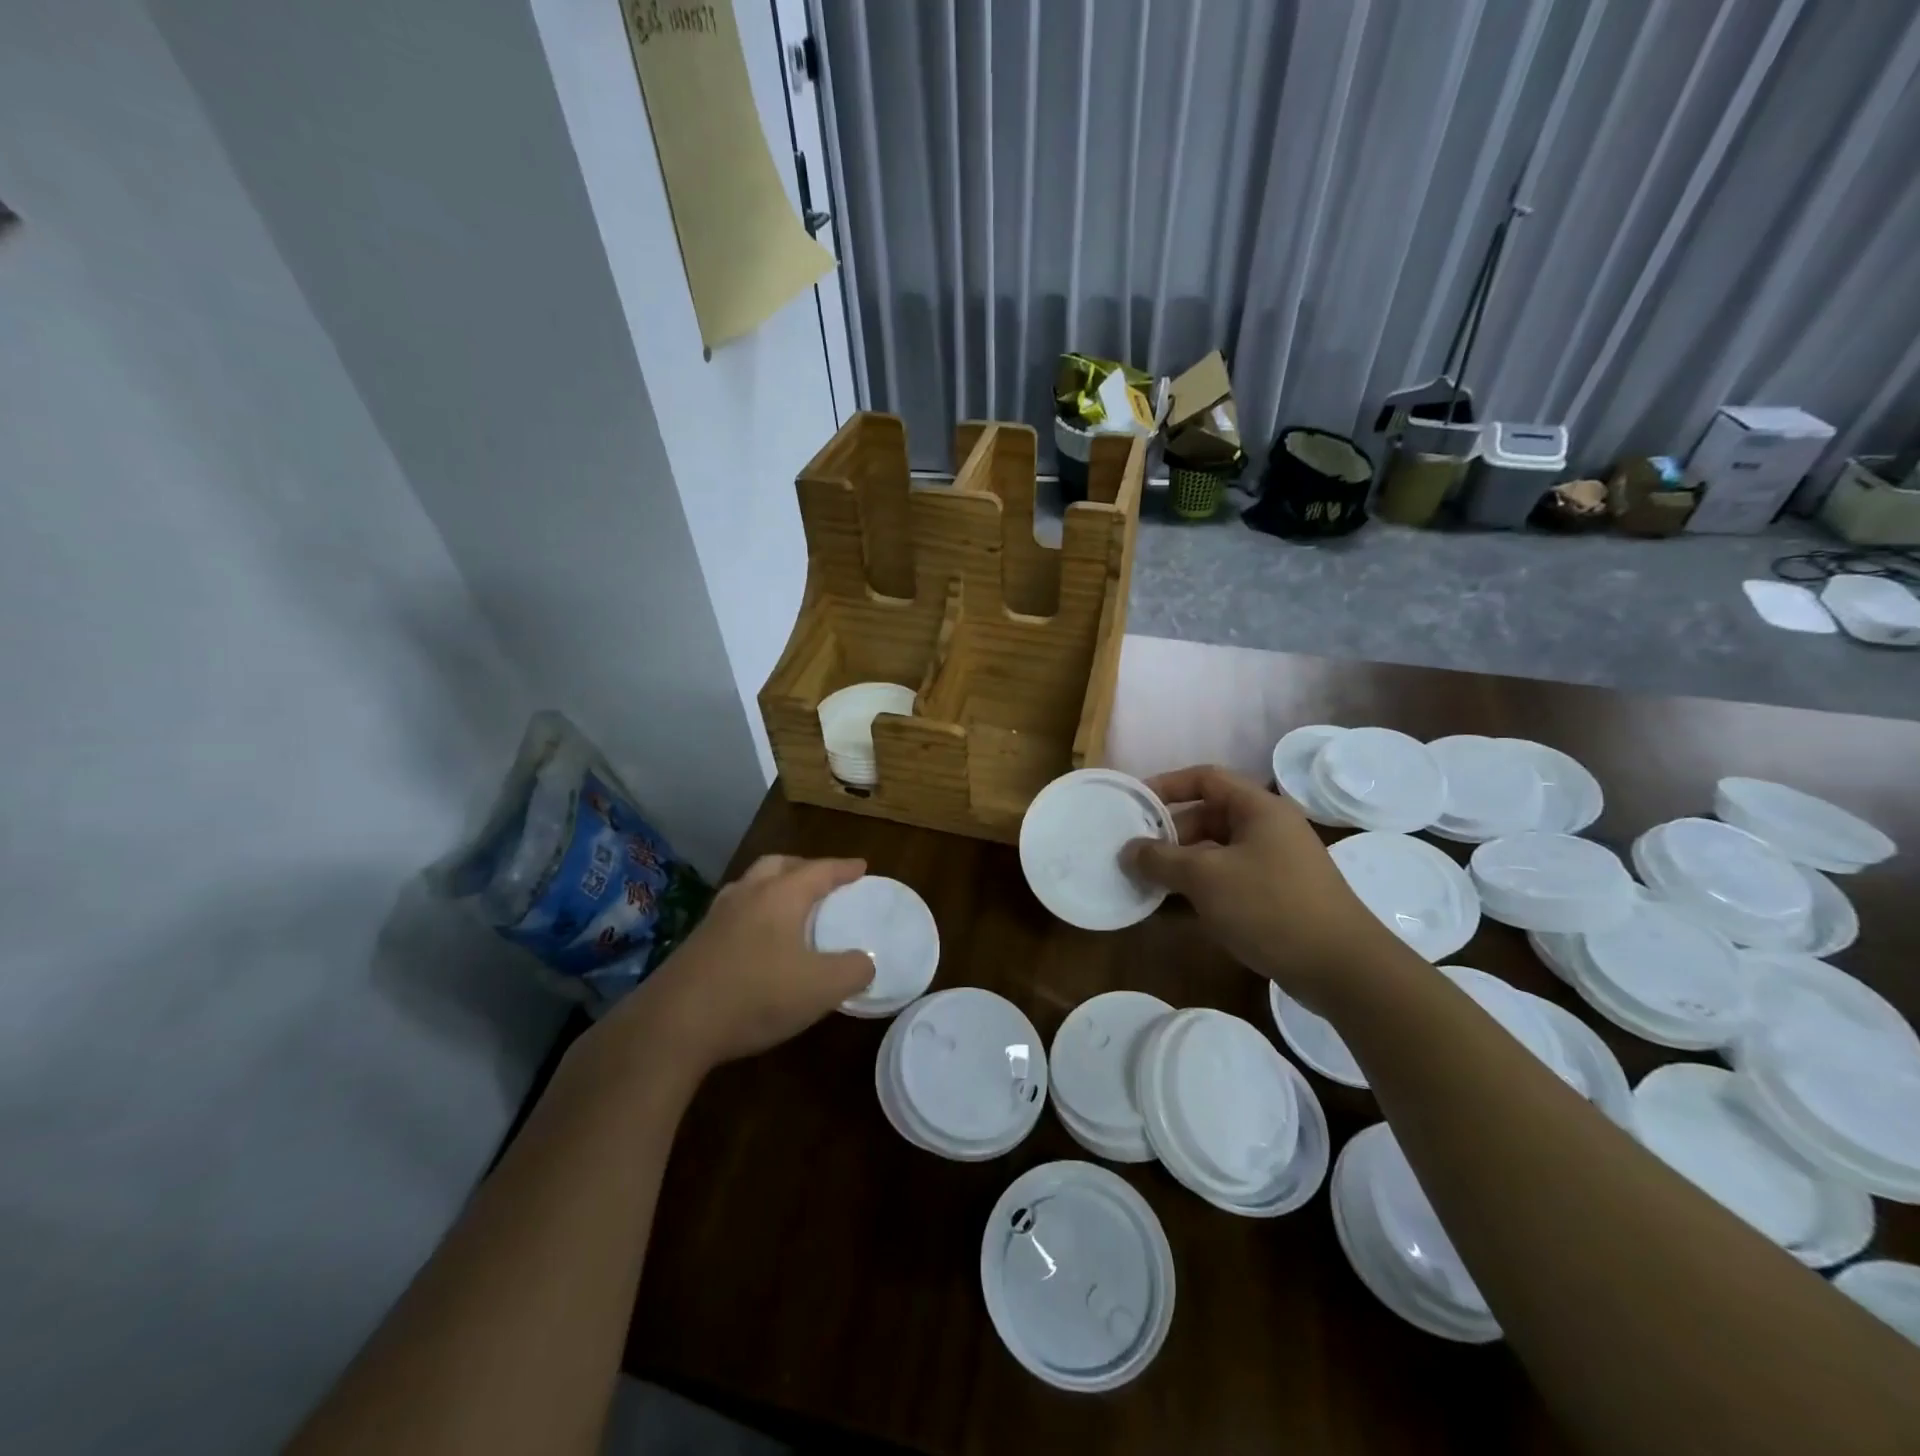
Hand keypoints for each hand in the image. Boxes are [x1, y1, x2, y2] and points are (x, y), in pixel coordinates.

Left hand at [597, 855, 875, 1081]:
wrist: (672, 1025)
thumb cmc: (755, 995)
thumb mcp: (821, 988)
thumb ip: (853, 970)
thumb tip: (864, 962)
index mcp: (780, 896)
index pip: (819, 870)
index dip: (843, 868)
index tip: (861, 866)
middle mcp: (747, 896)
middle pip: (777, 865)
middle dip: (803, 868)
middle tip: (822, 881)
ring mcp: (715, 918)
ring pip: (749, 886)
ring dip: (773, 888)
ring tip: (789, 907)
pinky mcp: (695, 943)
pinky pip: (733, 913)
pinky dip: (753, 914)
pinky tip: (757, 942)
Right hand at [1123, 765, 1394, 1007]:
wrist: (1342, 969)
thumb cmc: (1270, 906)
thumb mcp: (1206, 878)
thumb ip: (1161, 859)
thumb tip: (1129, 850)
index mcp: (1259, 809)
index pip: (1206, 778)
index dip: (1167, 785)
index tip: (1134, 804)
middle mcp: (1268, 828)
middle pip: (1208, 816)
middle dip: (1169, 833)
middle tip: (1135, 853)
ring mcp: (1275, 864)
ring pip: (1216, 851)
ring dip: (1181, 864)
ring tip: (1146, 882)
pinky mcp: (1277, 895)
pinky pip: (1228, 879)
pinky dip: (1200, 887)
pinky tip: (1174, 909)